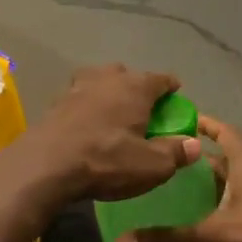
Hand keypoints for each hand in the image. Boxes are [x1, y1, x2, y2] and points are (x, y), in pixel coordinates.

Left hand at [27, 65, 199, 202]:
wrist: (46, 164)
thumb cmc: (107, 160)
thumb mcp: (151, 165)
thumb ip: (175, 152)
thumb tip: (194, 143)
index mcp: (135, 87)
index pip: (161, 79)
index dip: (171, 87)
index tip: (176, 96)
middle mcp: (106, 78)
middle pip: (127, 75)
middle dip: (137, 87)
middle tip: (143, 108)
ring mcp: (77, 87)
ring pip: (99, 81)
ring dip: (108, 92)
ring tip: (113, 111)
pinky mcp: (55, 102)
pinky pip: (79, 97)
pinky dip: (86, 106)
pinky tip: (86, 123)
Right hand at [118, 116, 241, 241]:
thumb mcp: (214, 237)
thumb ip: (170, 240)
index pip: (225, 131)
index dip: (204, 122)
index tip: (179, 118)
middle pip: (225, 157)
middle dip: (197, 156)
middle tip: (165, 157)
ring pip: (233, 181)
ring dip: (209, 182)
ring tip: (176, 187)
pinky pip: (240, 202)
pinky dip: (220, 203)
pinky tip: (203, 218)